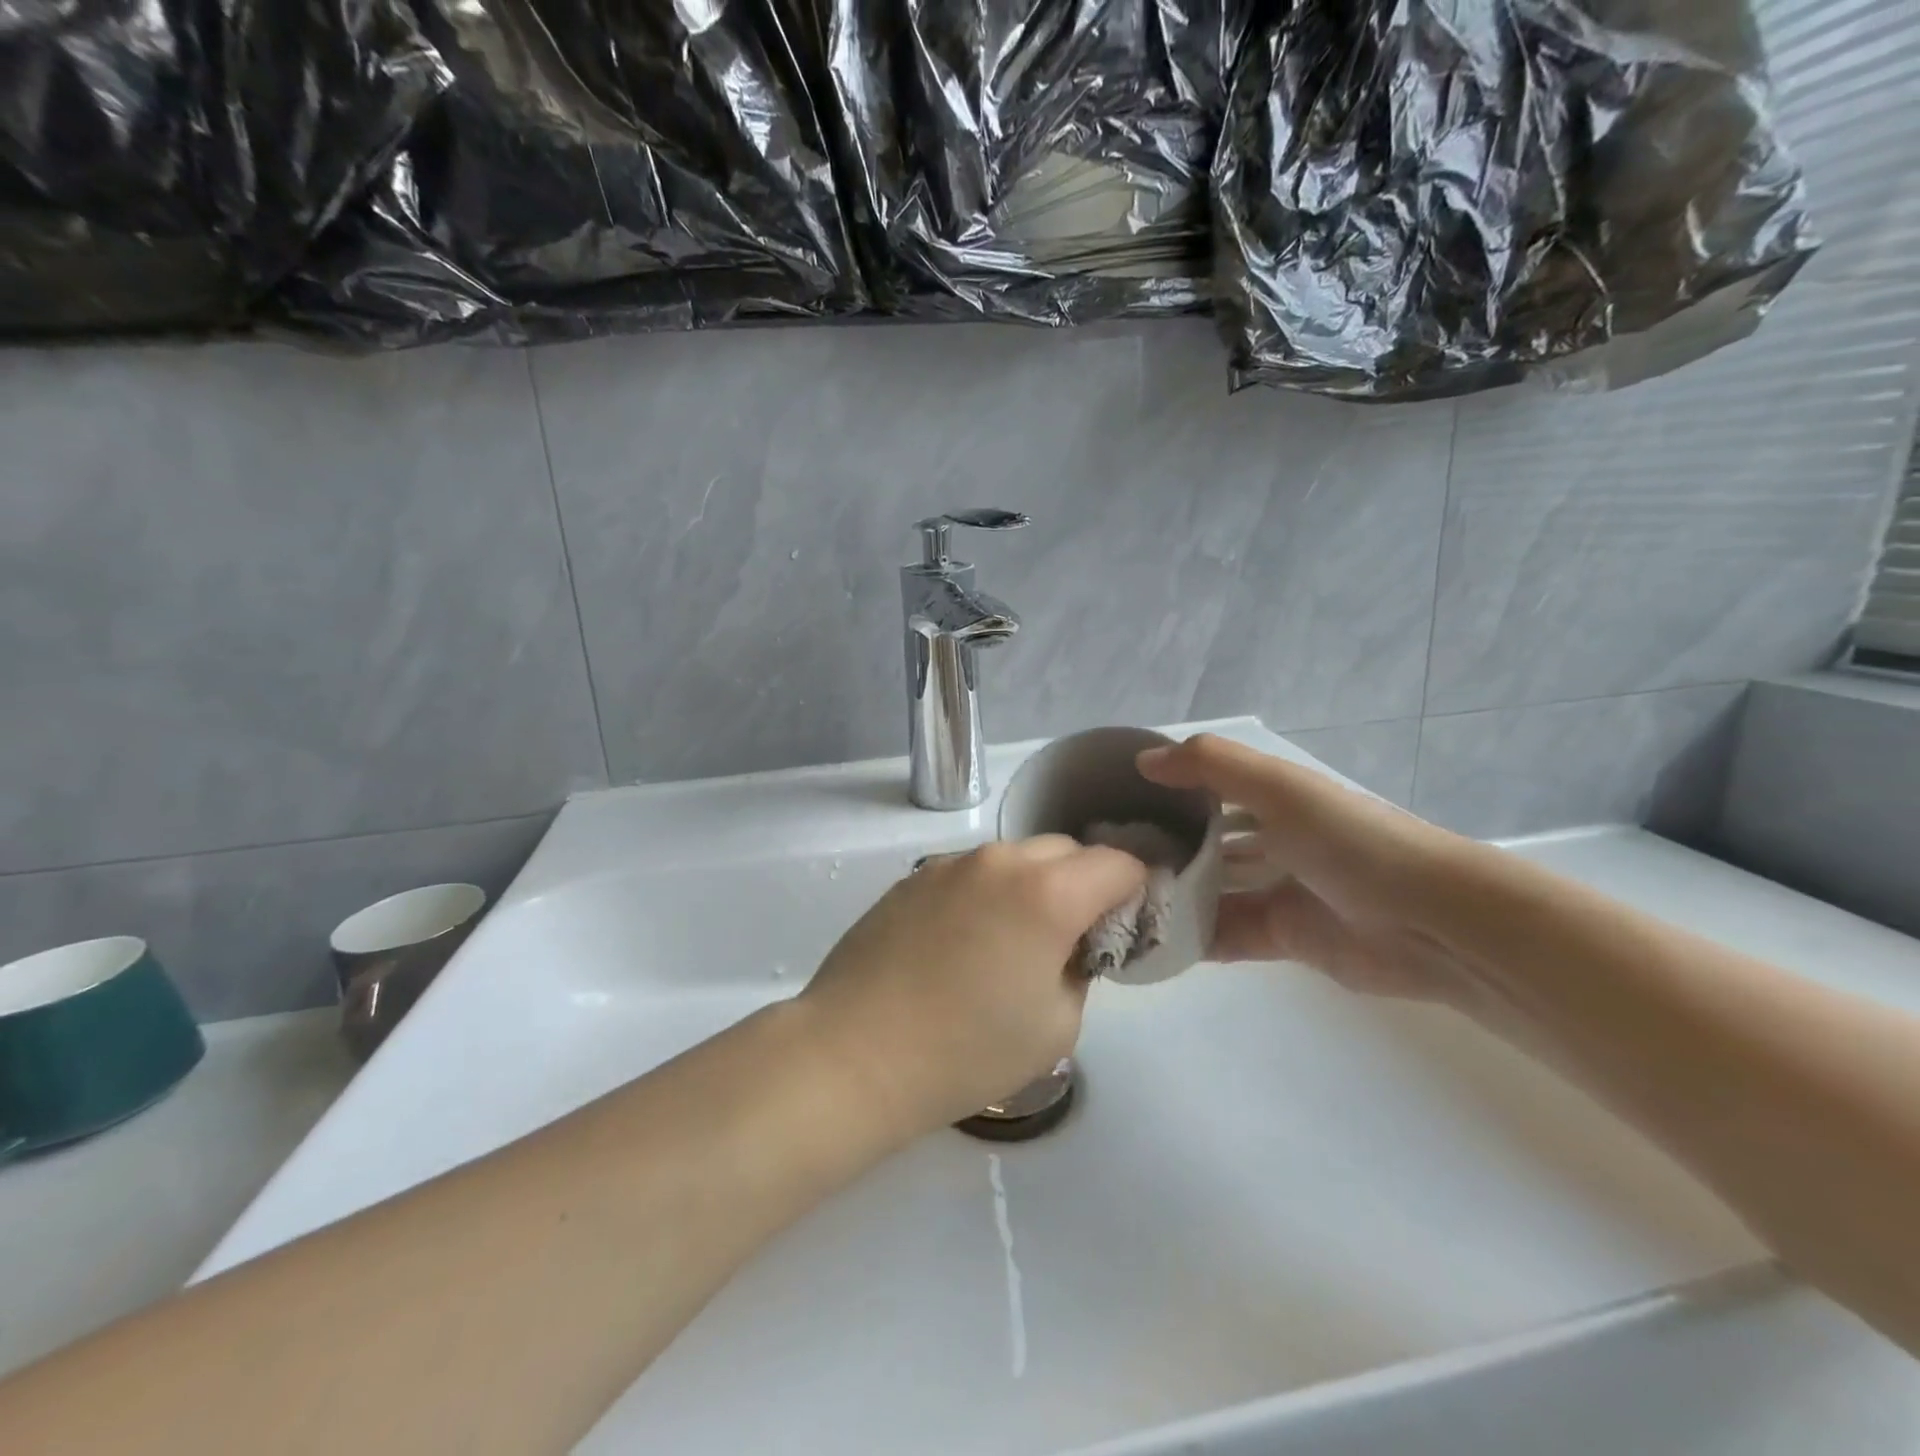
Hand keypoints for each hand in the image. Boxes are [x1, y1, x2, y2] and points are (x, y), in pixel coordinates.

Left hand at [799, 837, 1146, 1138]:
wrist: (855, 1054)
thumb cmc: (966, 1052)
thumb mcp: (1057, 1025)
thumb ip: (1080, 969)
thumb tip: (1069, 946)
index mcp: (1047, 892)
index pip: (1118, 862)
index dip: (1136, 888)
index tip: (1129, 921)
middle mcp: (999, 861)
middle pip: (1065, 850)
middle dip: (1084, 881)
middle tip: (1072, 935)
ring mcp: (949, 864)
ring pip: (1013, 858)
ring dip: (1031, 885)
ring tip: (1012, 940)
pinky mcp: (912, 878)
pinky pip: (970, 873)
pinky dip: (986, 893)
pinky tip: (962, 943)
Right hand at [1138, 735, 1477, 1005]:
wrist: (1429, 921)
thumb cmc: (1350, 841)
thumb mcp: (1280, 788)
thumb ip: (1211, 766)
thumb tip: (1143, 760)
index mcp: (1273, 799)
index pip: (1206, 789)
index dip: (1164, 792)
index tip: (1112, 802)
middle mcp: (1272, 841)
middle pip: (1206, 843)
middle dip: (1163, 848)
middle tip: (1106, 860)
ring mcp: (1276, 891)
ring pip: (1212, 891)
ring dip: (1174, 896)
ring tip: (1118, 902)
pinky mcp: (1282, 938)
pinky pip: (1225, 936)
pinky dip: (1194, 938)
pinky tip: (1151, 940)